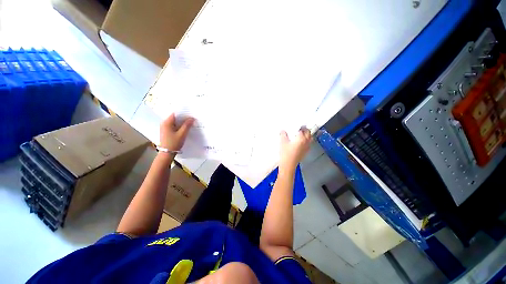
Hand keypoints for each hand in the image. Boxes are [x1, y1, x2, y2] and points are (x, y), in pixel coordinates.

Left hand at [160, 113, 193, 151]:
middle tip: (192, 118)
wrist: (167, 153)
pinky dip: (180, 125)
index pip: (175, 113)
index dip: (183, 113)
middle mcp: (164, 123)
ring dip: (182, 122)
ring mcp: (165, 127)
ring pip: (175, 122)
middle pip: (175, 117)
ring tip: (190, 122)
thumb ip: (187, 125)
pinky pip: (174, 125)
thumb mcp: (182, 134)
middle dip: (183, 117)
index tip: (191, 113)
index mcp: (166, 122)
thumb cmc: (174, 143)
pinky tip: (185, 127)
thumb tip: (192, 118)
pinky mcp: (167, 131)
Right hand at [279, 127, 310, 172]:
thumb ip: (283, 135)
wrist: (288, 165)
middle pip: (309, 134)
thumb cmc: (286, 153)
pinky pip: (308, 144)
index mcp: (301, 138)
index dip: (301, 126)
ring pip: (310, 139)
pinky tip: (301, 142)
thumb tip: (283, 131)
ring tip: (302, 134)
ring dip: (308, 135)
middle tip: (301, 128)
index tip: (298, 125)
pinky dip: (307, 141)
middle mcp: (306, 142)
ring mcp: (307, 148)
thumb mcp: (283, 142)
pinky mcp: (305, 152)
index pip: (303, 130)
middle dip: (306, 130)